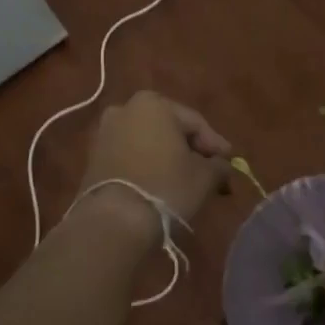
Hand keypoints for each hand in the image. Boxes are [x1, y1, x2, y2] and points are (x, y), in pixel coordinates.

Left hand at [77, 91, 233, 229]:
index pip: (195, 123)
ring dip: (168, 158)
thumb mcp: (204, 176)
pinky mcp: (93, 157)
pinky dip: (147, 166)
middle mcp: (126, 109)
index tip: (230, 163)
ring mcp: (105, 132)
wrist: (114, 219)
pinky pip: (130, 156)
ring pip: (148, 142)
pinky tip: (160, 185)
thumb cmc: (166, 187)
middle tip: (210, 171)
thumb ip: (218, 165)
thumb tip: (222, 165)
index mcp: (154, 104)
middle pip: (170, 129)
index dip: (215, 144)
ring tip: (186, 181)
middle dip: (190, 150)